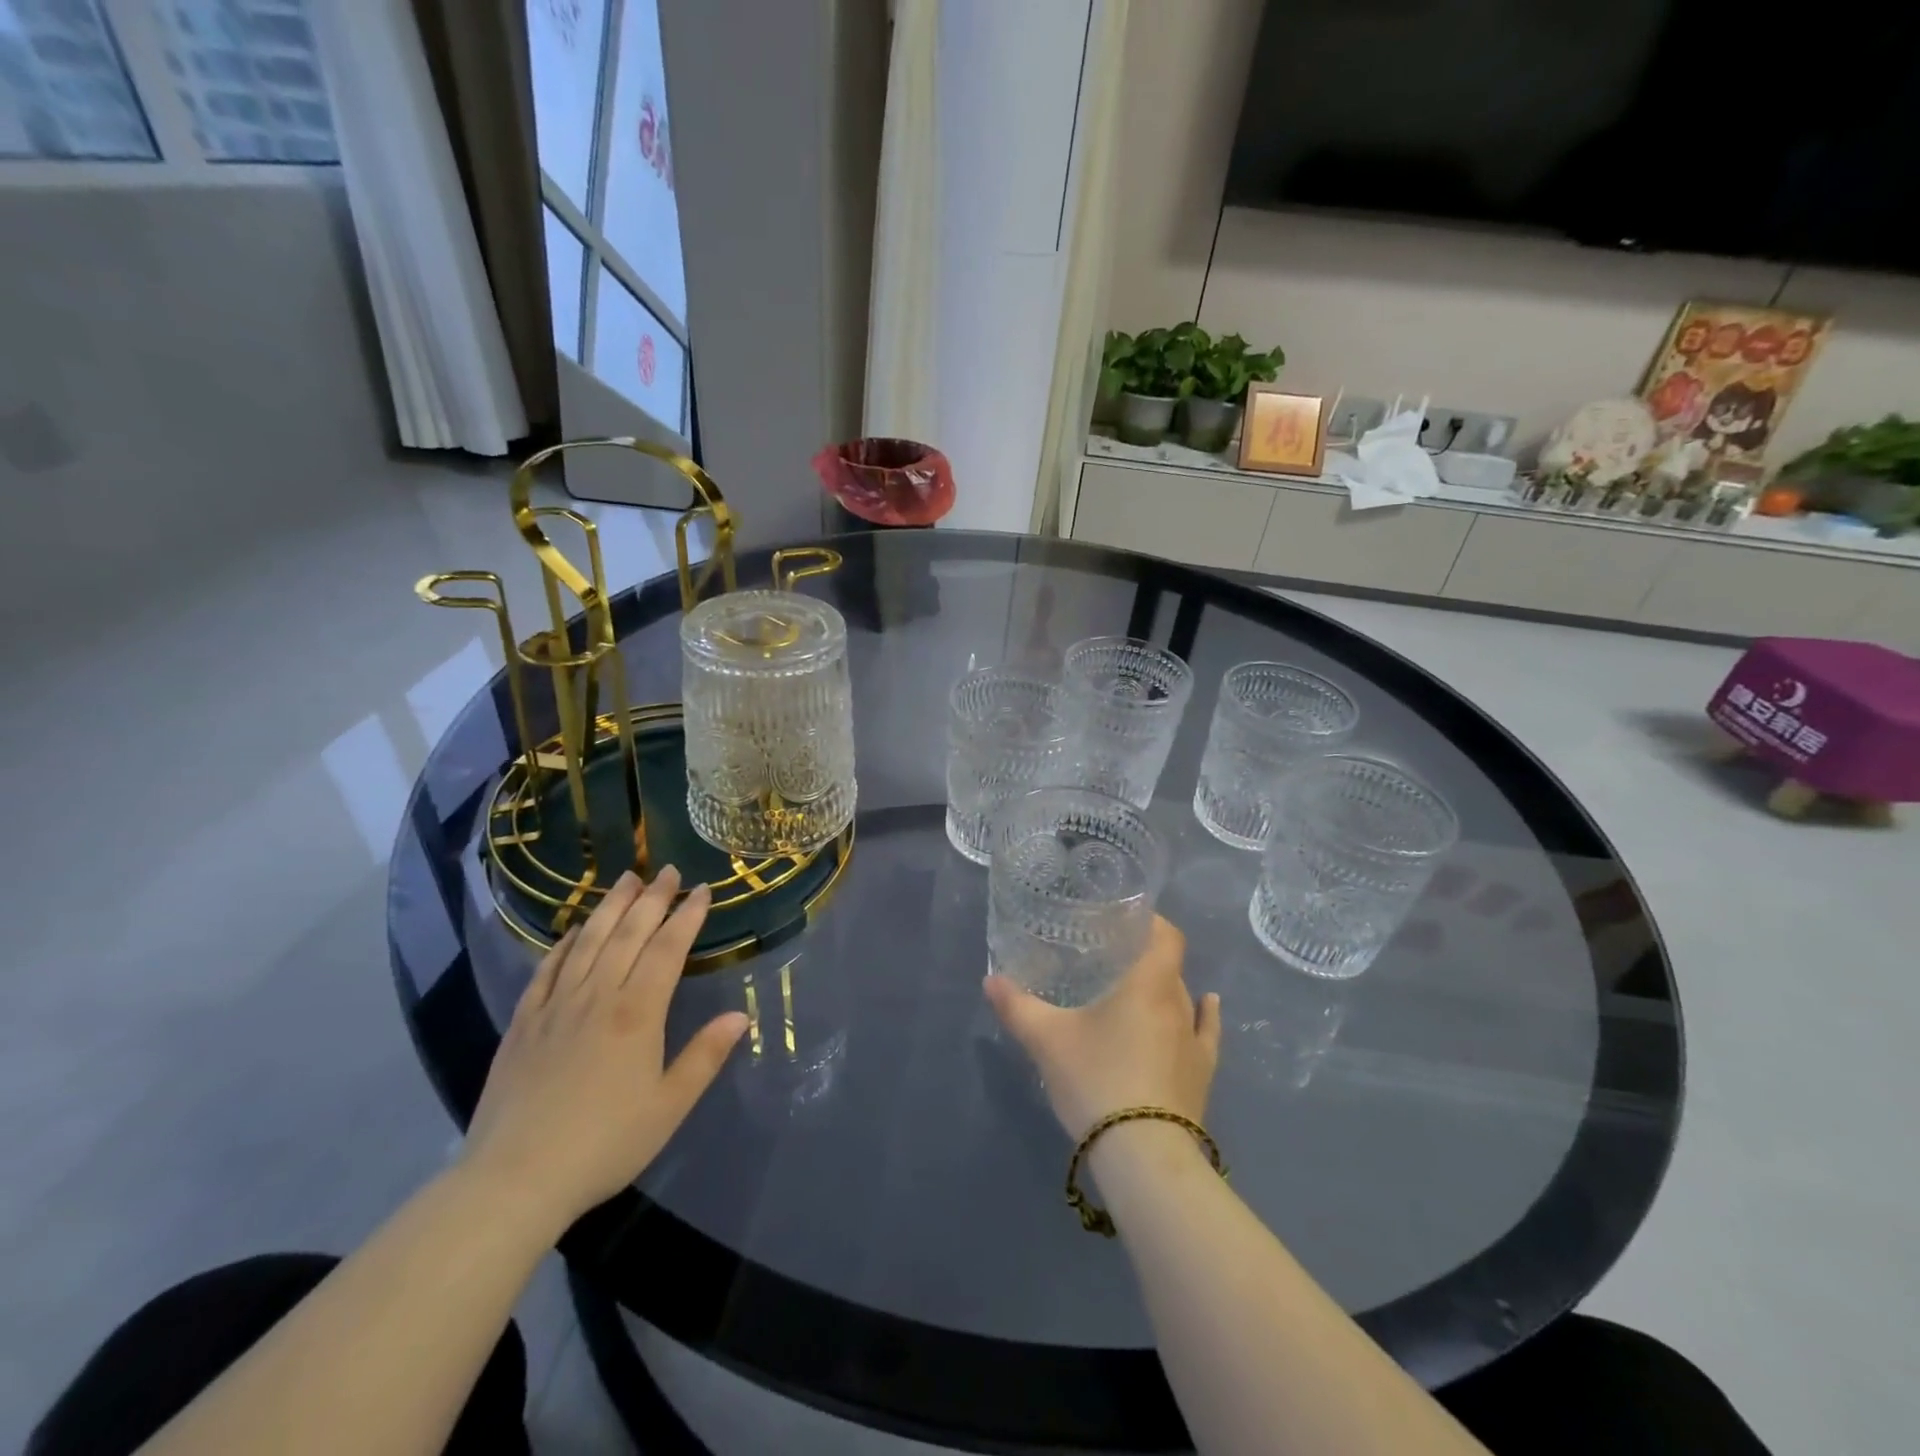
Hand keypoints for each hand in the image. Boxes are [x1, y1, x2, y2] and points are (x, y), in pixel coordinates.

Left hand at [460, 866, 747, 1235]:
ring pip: (587, 942)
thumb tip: (740, 1016)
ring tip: (626, 879)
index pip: (668, 949)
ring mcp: (556, 1007)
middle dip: (652, 899)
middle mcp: (597, 997)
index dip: (688, 916)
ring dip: (610, 907)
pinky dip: (563, 944)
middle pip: (628, 934)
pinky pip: (546, 970)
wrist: (514, 1180)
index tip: (703, 890)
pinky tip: (573, 931)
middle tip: (667, 870)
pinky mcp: (524, 1023)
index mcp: (637, 1013)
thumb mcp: (669, 1106)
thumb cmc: (604, 1144)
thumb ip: (705, 1056)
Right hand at [983, 916, 1221, 1140]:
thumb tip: (990, 980)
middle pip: (1168, 967)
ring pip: (1182, 999)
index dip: (1151, 921)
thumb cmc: (1097, 1081)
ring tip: (1137, 988)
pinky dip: (1205, 1014)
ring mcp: (1195, 1041)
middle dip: (1144, 957)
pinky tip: (1207, 1005)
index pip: (1166, 936)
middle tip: (1111, 959)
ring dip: (1164, 989)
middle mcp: (1178, 1004)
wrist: (1143, 1156)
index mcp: (1148, 984)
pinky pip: (1206, 1032)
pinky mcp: (1202, 1074)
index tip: (1125, 919)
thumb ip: (1017, 1007)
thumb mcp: (1047, 1041)